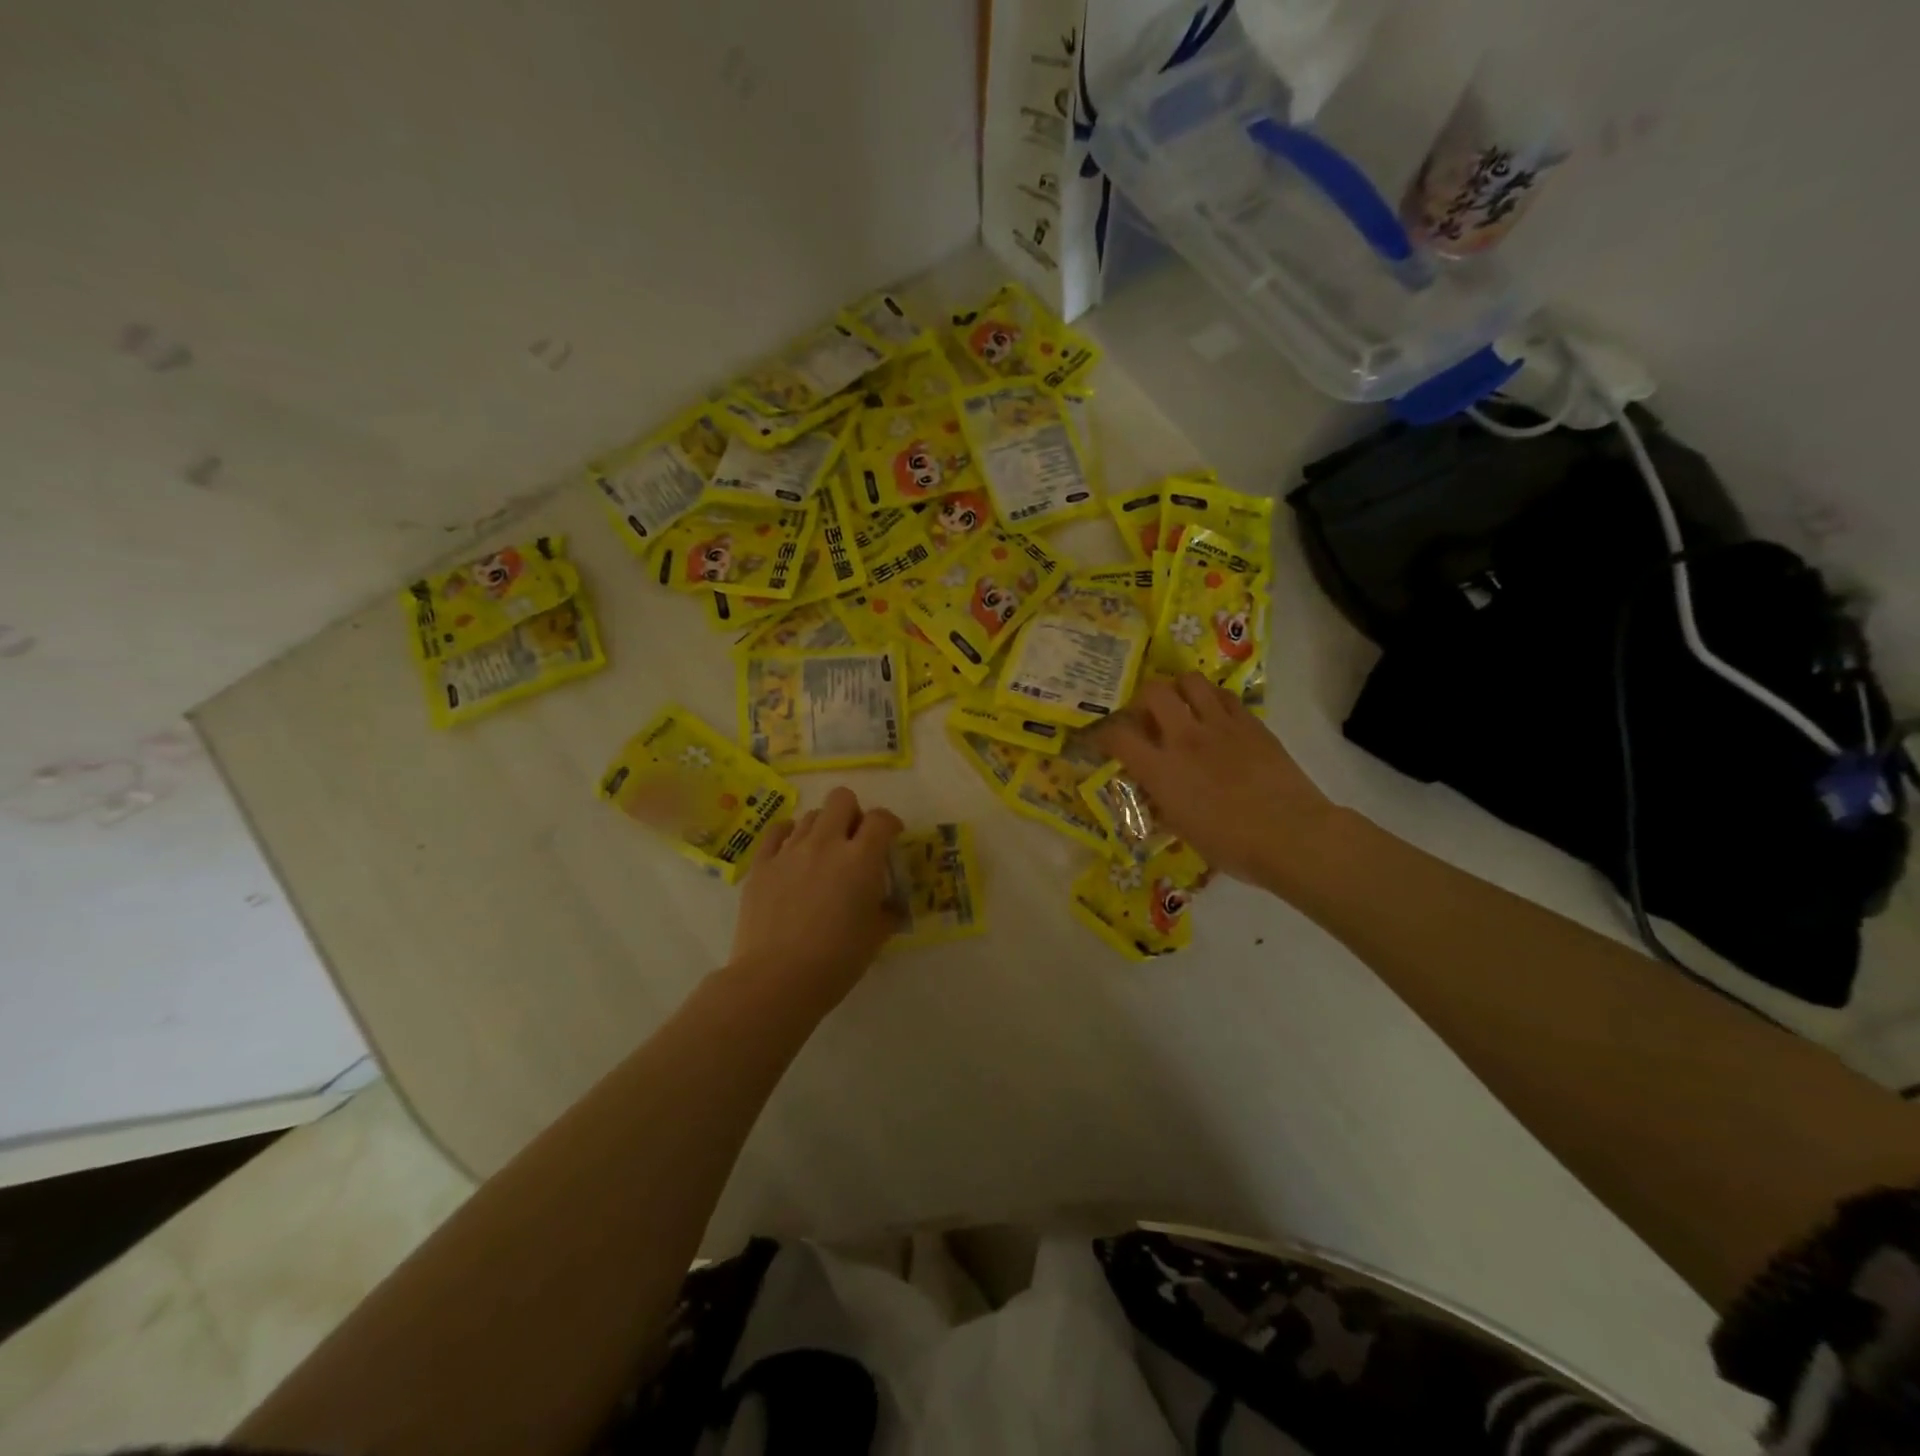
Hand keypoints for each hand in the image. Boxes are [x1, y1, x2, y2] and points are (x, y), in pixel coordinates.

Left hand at [729, 786, 903, 1009]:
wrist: (776, 980)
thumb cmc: (836, 961)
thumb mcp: (876, 936)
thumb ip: (888, 911)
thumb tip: (892, 905)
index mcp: (861, 859)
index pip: (881, 819)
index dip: (890, 824)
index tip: (891, 838)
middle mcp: (826, 843)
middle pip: (841, 799)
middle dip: (853, 813)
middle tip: (854, 841)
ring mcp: (789, 851)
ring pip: (810, 815)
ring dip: (822, 828)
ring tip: (822, 855)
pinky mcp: (761, 864)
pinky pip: (777, 832)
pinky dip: (789, 836)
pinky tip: (792, 853)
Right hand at [1097, 674, 1337, 892]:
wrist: (1291, 836)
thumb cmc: (1232, 846)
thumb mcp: (1182, 829)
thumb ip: (1162, 801)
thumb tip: (1155, 790)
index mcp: (1161, 770)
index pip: (1117, 736)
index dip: (1103, 734)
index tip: (1103, 740)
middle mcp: (1185, 739)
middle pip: (1152, 692)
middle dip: (1143, 701)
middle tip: (1149, 718)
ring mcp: (1220, 726)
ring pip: (1190, 681)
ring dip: (1179, 690)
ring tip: (1183, 707)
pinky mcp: (1251, 723)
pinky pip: (1224, 695)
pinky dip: (1212, 699)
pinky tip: (1215, 716)